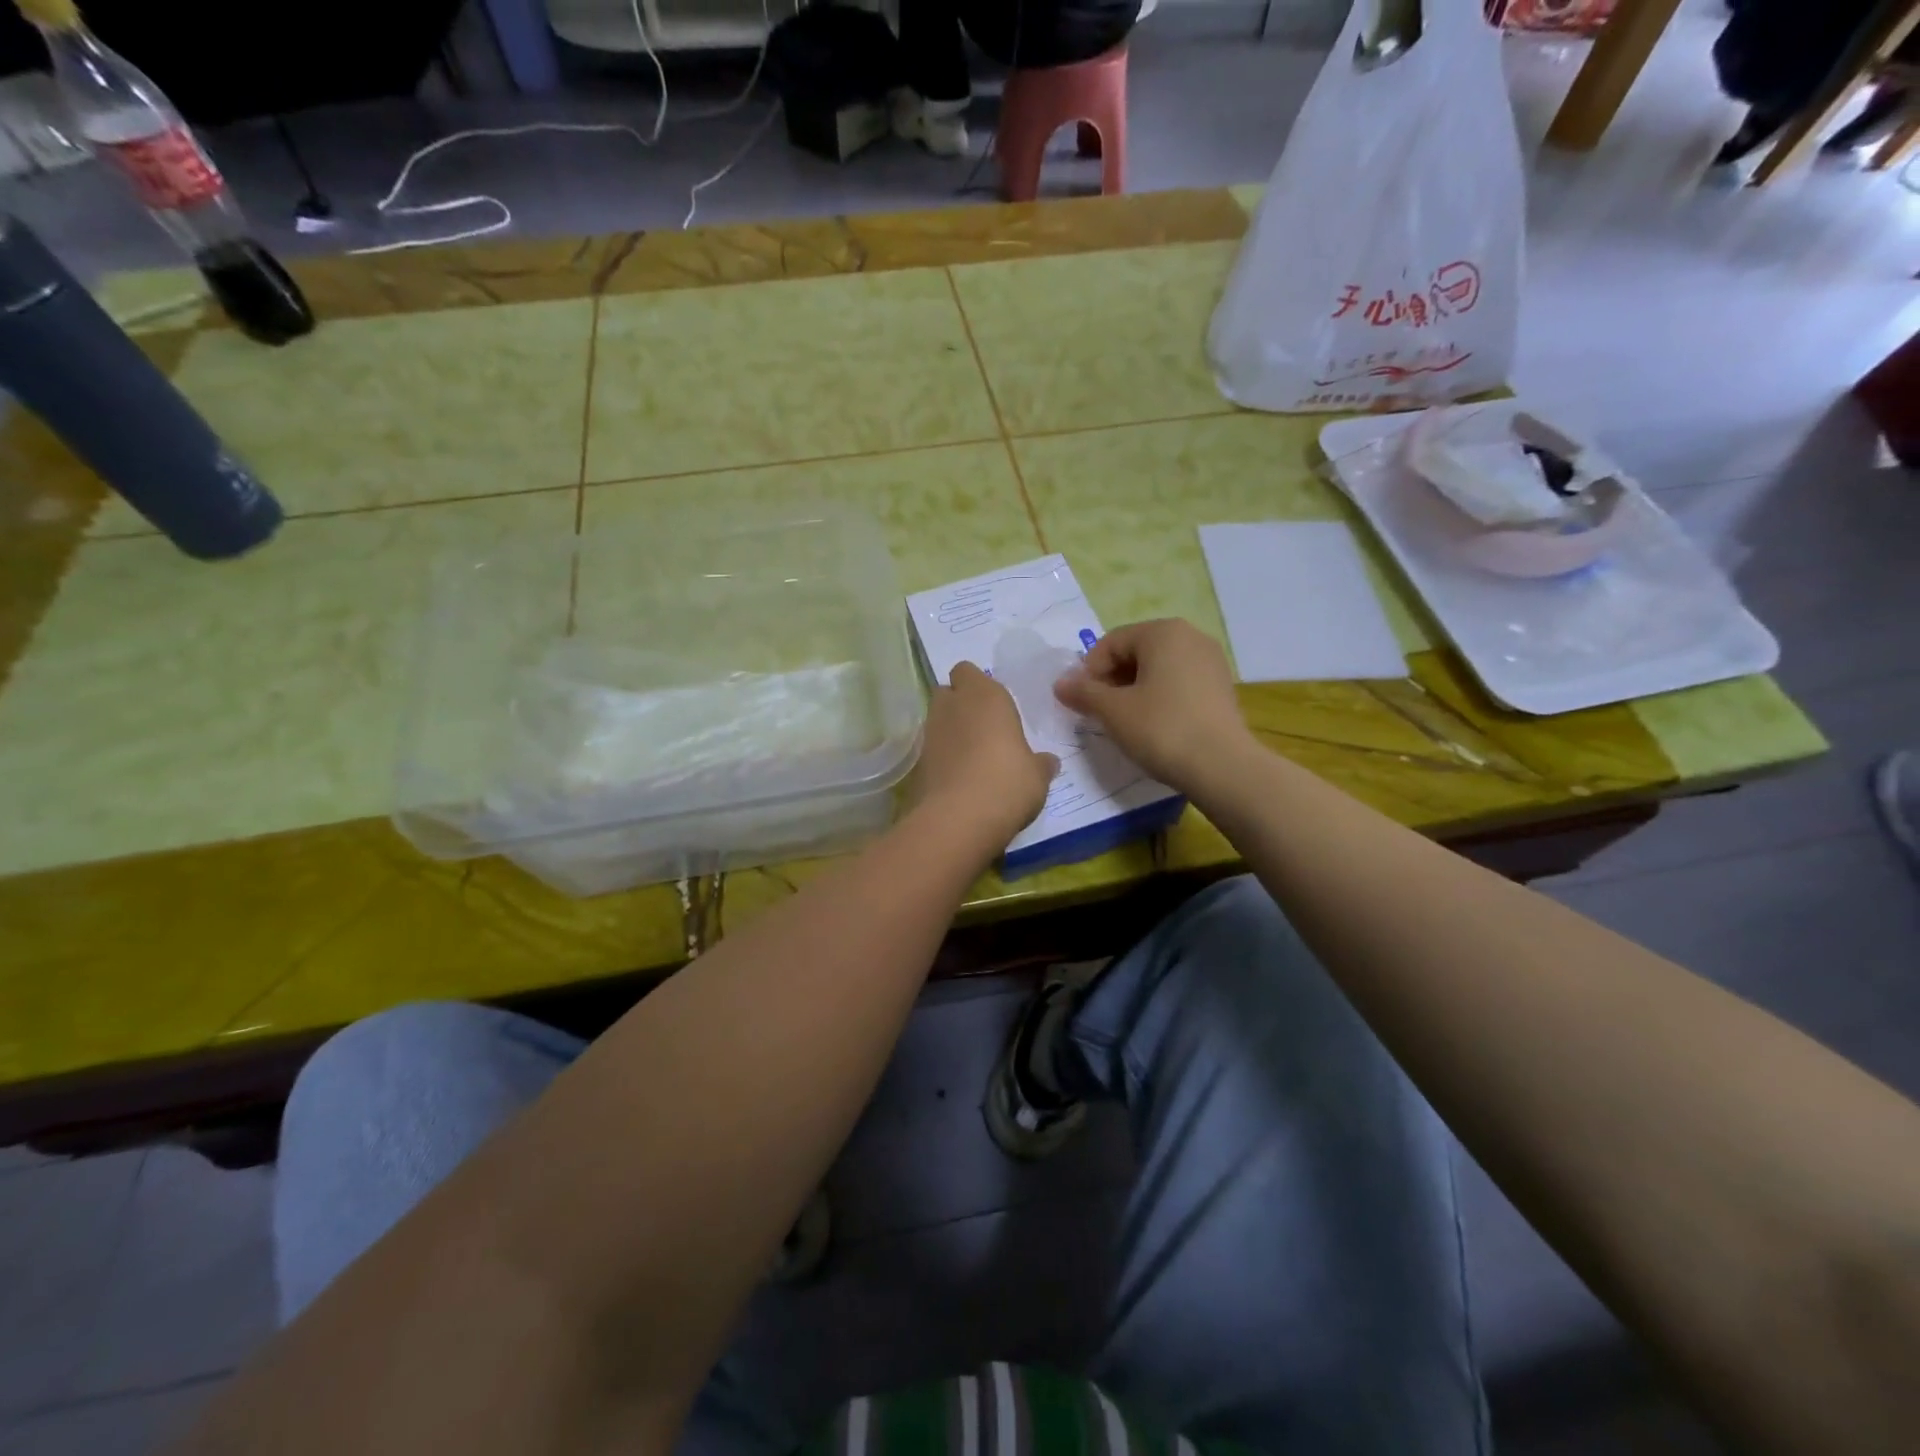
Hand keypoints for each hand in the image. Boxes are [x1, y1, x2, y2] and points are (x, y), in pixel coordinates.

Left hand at [912, 663, 1059, 850]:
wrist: (959, 820)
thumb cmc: (1008, 783)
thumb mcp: (1037, 775)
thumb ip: (1040, 763)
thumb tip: (1048, 762)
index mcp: (985, 695)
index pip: (968, 671)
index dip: (977, 685)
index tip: (994, 706)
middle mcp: (952, 706)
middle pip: (948, 692)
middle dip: (960, 704)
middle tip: (983, 728)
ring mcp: (929, 734)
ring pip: (936, 720)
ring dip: (950, 731)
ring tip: (972, 757)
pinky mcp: (916, 763)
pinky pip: (931, 750)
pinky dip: (941, 758)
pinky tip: (959, 779)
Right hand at [1053, 619, 1252, 792]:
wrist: (1223, 767)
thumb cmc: (1161, 729)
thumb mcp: (1113, 711)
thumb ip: (1082, 693)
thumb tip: (1060, 684)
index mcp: (1163, 632)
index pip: (1111, 643)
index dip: (1088, 672)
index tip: (1080, 702)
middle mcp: (1190, 637)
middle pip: (1136, 652)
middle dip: (1111, 680)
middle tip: (1098, 712)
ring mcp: (1211, 662)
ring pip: (1157, 669)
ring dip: (1133, 690)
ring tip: (1122, 721)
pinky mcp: (1221, 688)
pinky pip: (1178, 683)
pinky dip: (1158, 698)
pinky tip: (1152, 726)